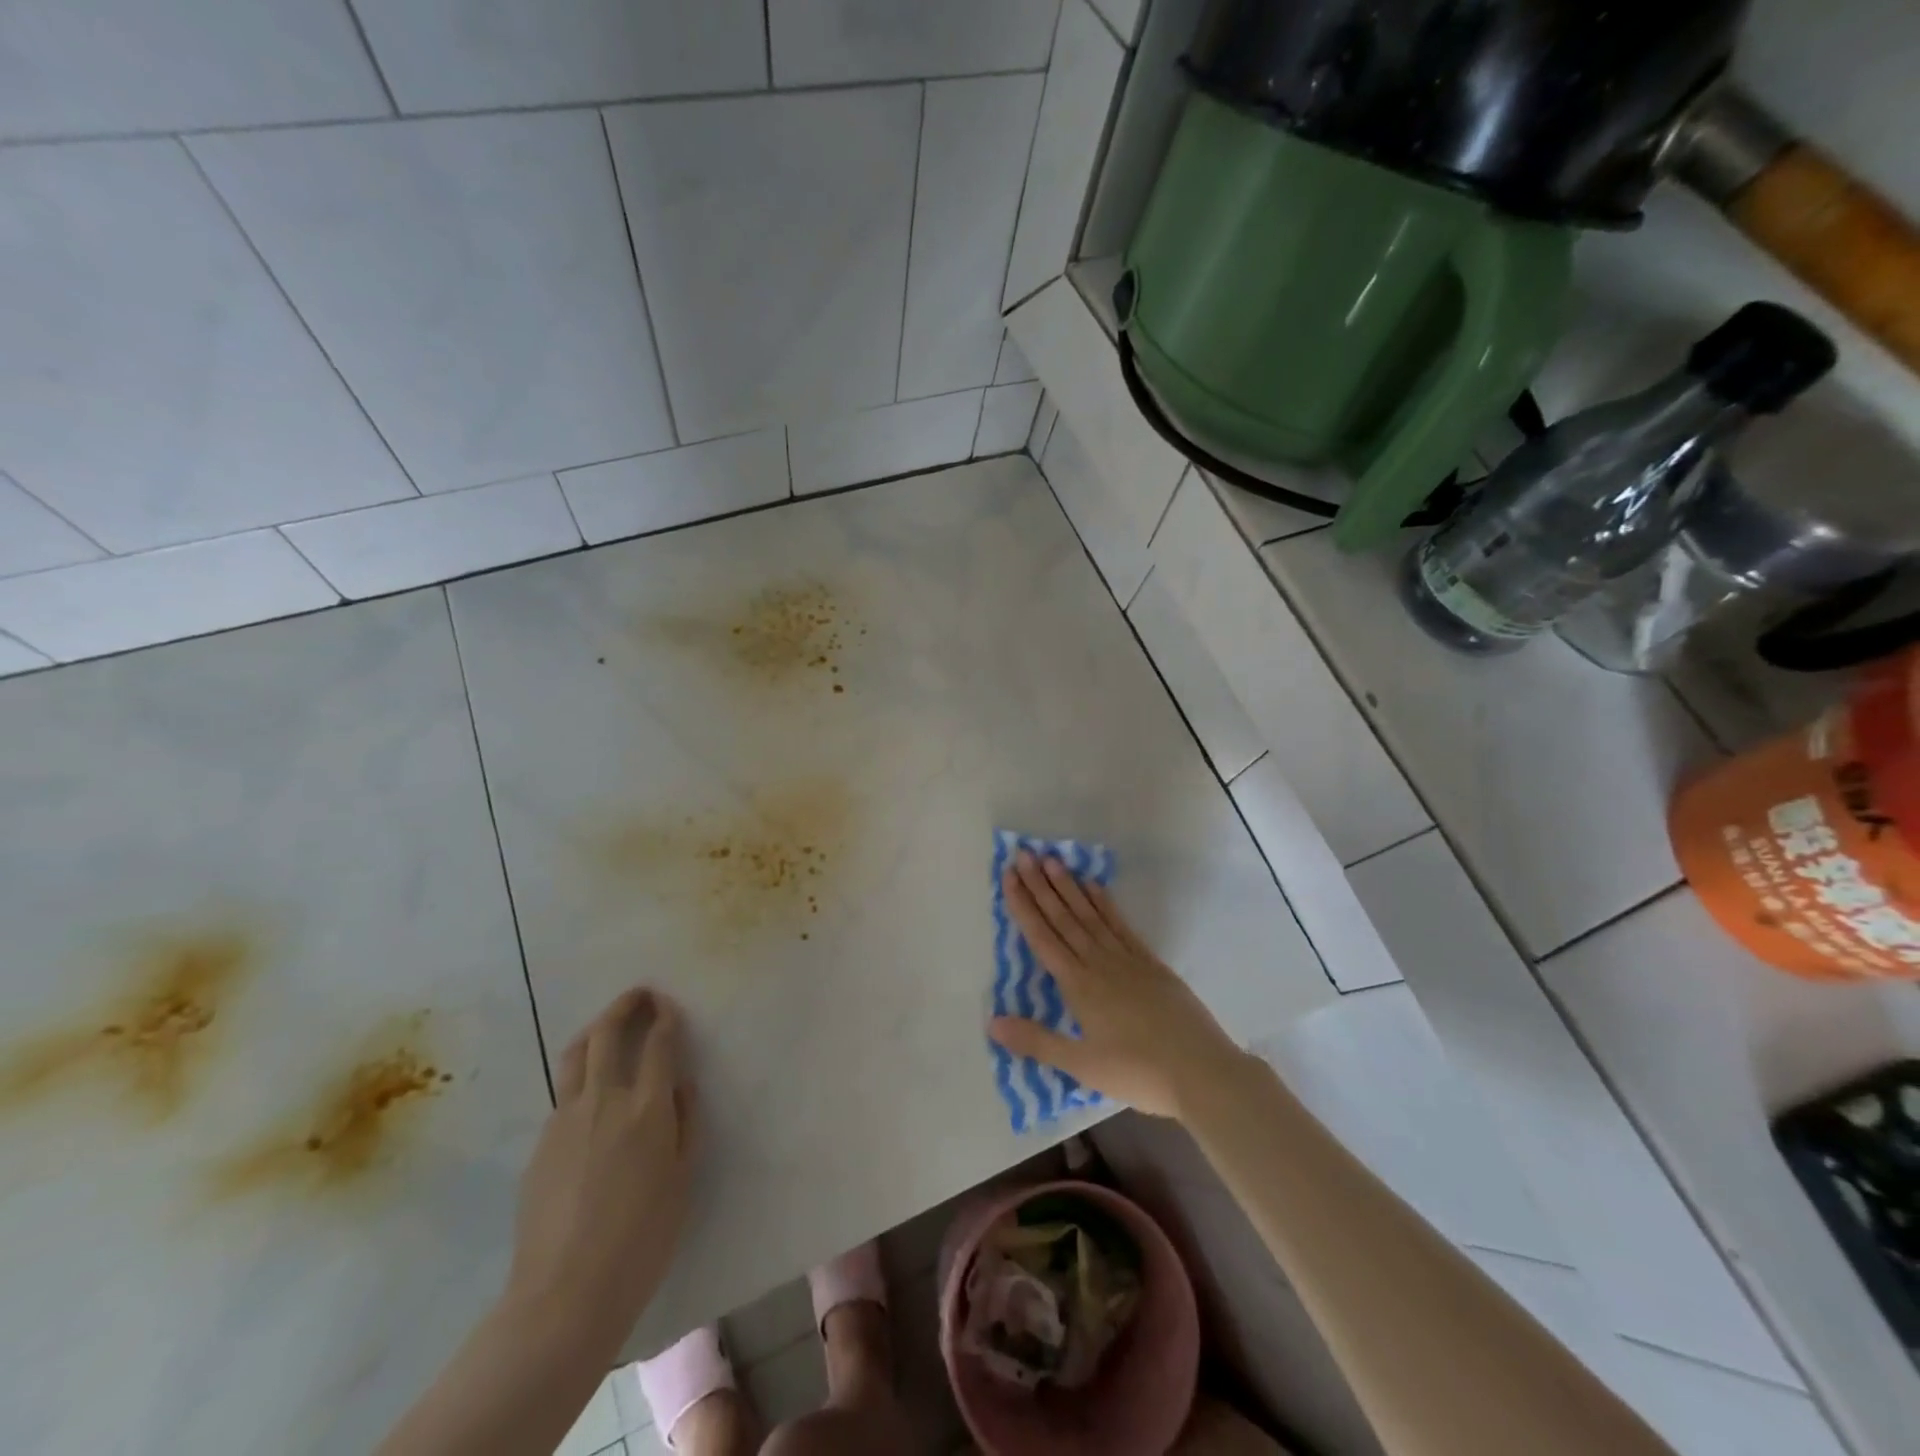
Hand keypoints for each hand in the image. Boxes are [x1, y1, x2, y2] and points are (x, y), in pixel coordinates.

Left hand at [505, 988, 696, 1343]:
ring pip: (576, 1055)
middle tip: (640, 995)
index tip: (670, 1006)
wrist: (565, 1295)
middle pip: (607, 1033)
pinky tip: (592, 1101)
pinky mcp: (540, 1144)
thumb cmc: (642, 1239)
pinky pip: (564, 1096)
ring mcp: (564, 1120)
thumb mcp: (683, 1178)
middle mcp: (603, 1100)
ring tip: (609, 1027)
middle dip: (626, 1005)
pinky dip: (582, 1080)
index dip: (666, 1017)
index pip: (658, 1043)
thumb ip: (686, 1122)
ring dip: (596, 1031)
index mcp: (646, 1108)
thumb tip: (681, 1084)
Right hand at [987, 851, 1244, 1119]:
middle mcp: (1098, 962)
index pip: (1043, 937)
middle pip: (1064, 918)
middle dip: (1041, 886)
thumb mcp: (1082, 1064)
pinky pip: (1120, 924)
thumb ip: (1037, 1041)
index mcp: (1078, 985)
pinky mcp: (1150, 961)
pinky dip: (1105, 903)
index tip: (1010, 876)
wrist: (1200, 1070)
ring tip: (1053, 860)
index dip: (1023, 906)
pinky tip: (1094, 886)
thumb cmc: (1137, 1072)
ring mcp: (1127, 958)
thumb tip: (991, 1022)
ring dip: (1069, 887)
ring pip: (1090, 915)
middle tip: (1024, 854)